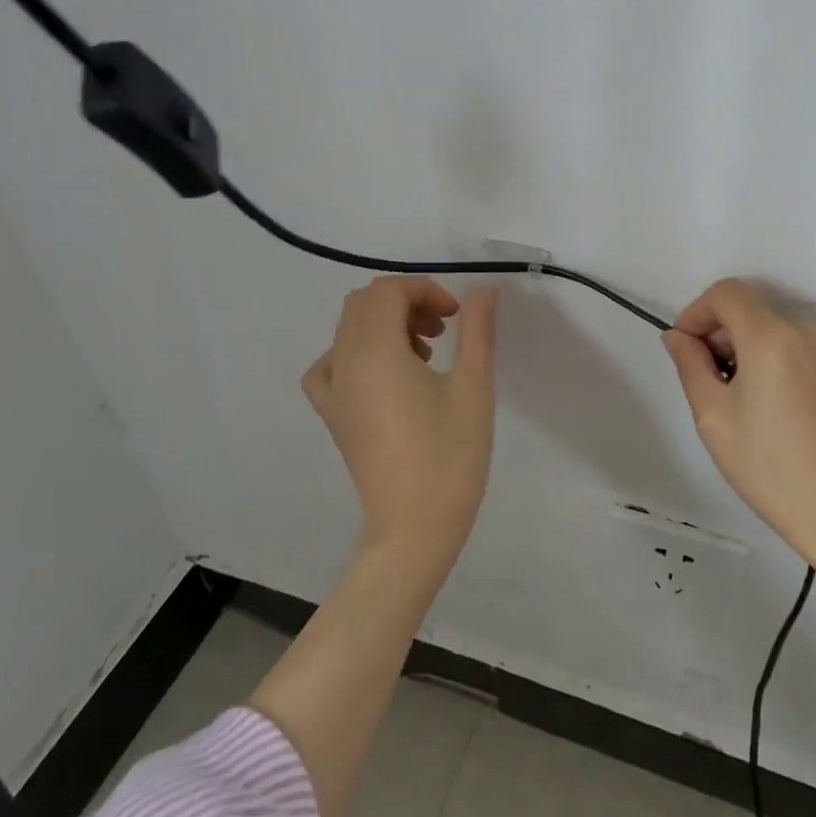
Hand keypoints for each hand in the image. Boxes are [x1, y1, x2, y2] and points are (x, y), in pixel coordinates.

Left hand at [302, 277, 499, 565]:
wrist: (415, 527)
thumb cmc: (450, 455)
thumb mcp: (473, 386)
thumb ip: (477, 330)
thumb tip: (484, 289)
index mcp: (374, 351)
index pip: (388, 291)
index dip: (425, 289)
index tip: (456, 316)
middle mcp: (344, 363)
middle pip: (364, 304)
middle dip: (406, 303)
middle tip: (443, 329)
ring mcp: (332, 391)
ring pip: (348, 330)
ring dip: (385, 325)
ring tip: (424, 354)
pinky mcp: (332, 416)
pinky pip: (332, 364)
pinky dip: (357, 353)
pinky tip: (384, 376)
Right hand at [662, 279, 815, 601]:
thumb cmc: (772, 469)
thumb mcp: (714, 418)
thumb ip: (690, 365)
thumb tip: (678, 336)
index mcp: (771, 337)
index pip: (727, 292)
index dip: (698, 311)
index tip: (688, 348)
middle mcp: (809, 331)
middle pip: (754, 310)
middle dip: (724, 334)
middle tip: (713, 382)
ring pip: (781, 330)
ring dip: (755, 349)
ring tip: (751, 400)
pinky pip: (808, 349)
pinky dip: (785, 362)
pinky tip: (785, 408)